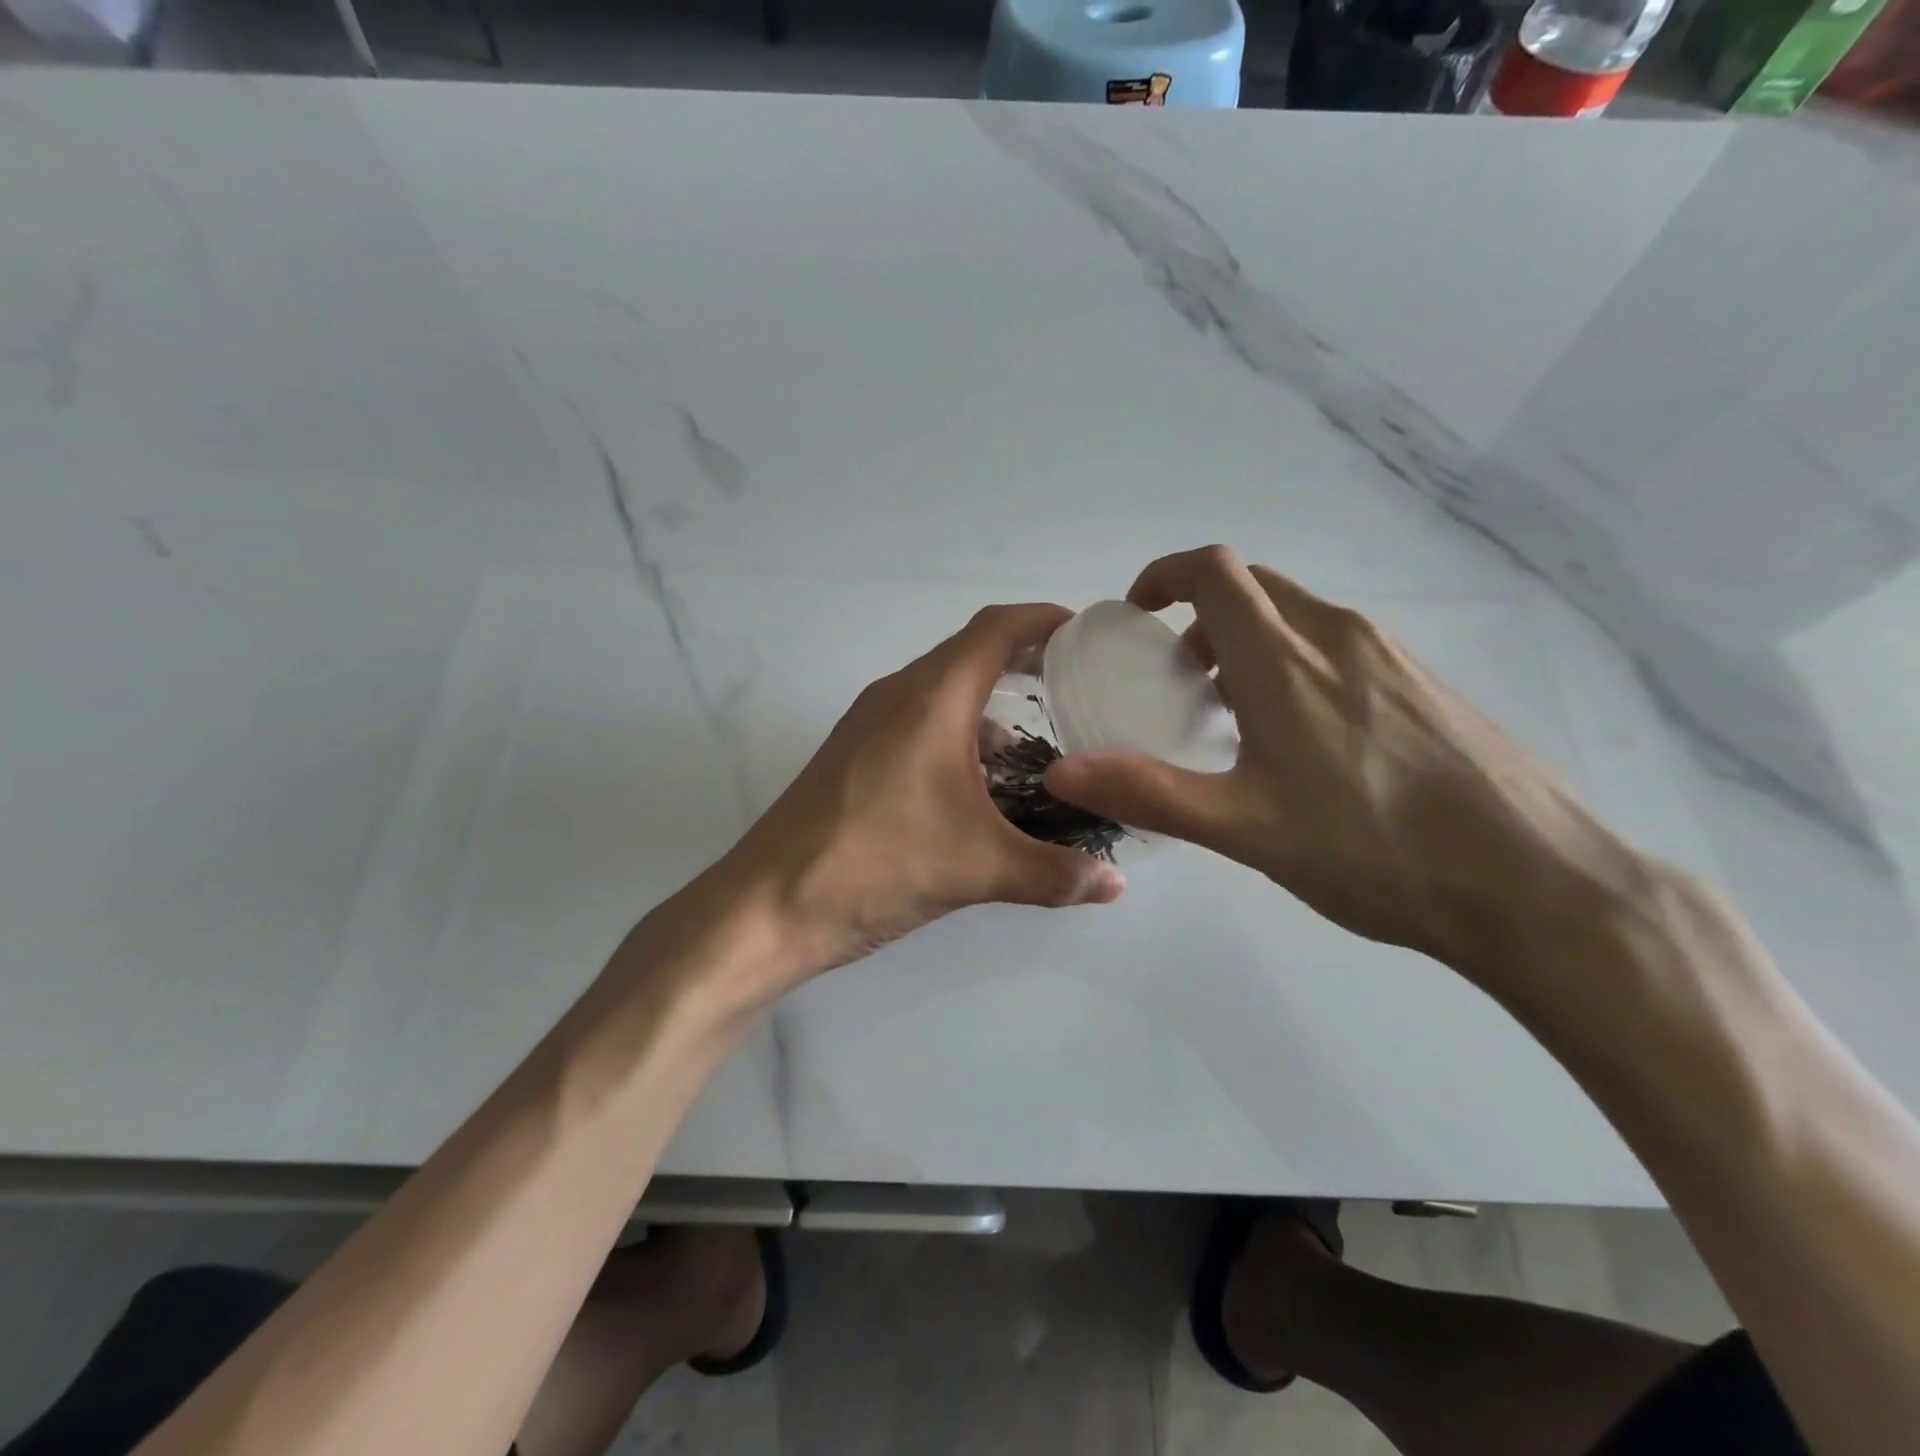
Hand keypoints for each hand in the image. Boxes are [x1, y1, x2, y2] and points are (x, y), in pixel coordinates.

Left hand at [721, 603, 1125, 989]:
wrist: (767, 905)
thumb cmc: (878, 865)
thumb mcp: (978, 868)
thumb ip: (1055, 873)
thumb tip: (1116, 883)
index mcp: (930, 699)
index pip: (995, 629)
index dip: (1043, 621)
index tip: (1085, 635)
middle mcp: (896, 696)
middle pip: (968, 655)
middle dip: (1023, 662)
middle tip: (1073, 689)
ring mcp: (866, 724)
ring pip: (940, 692)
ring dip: (987, 705)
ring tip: (1035, 745)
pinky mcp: (851, 755)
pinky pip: (916, 722)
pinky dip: (955, 734)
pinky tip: (977, 785)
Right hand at [1043, 547, 1645, 978]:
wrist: (1533, 883)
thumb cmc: (1374, 851)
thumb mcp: (1245, 829)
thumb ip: (1149, 792)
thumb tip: (1063, 771)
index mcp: (1286, 661)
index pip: (1215, 572)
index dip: (1165, 575)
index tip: (1138, 614)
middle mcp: (1338, 637)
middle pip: (1253, 587)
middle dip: (1201, 616)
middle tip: (1177, 677)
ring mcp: (1390, 657)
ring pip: (1297, 617)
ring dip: (1247, 642)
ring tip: (1233, 715)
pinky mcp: (1423, 684)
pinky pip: (1338, 646)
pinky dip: (1294, 663)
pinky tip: (1303, 740)